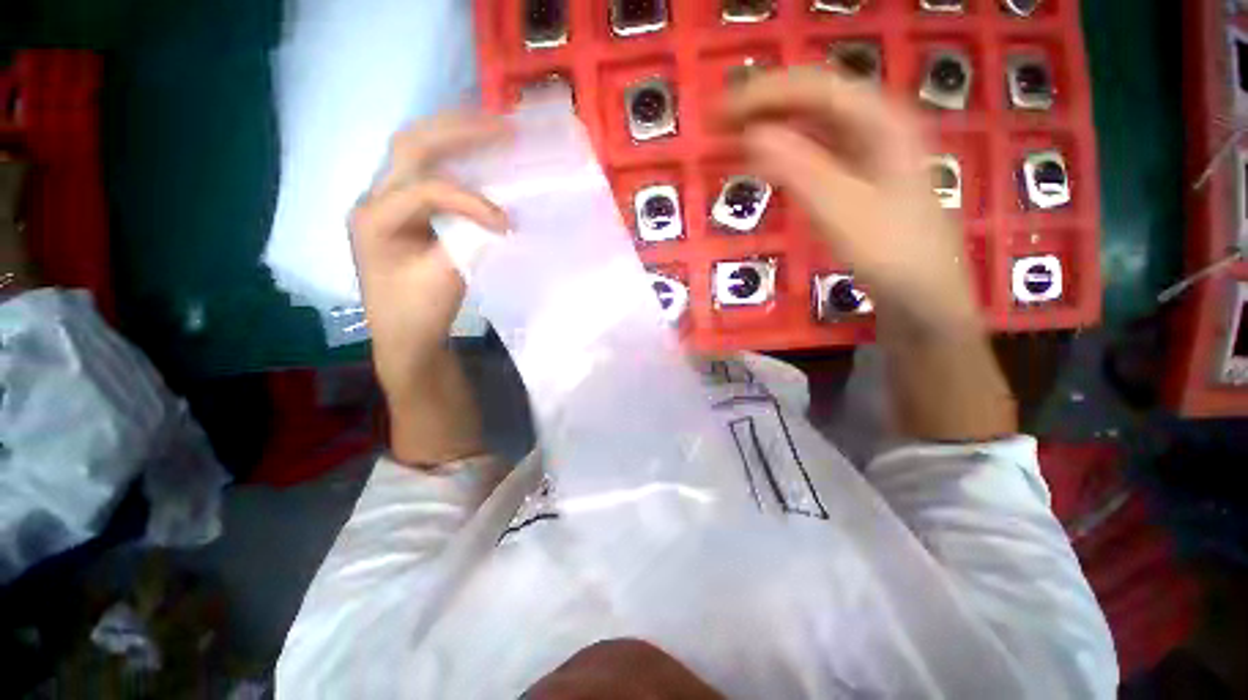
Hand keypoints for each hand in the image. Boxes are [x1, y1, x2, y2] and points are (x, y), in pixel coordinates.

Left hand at [350, 111, 508, 462]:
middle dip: (459, 132)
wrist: (404, 339)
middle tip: (503, 127)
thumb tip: (501, 217)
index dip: (469, 200)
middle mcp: (374, 200)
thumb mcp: (444, 281)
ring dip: (456, 139)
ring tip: (494, 131)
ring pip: (417, 154)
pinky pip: (430, 174)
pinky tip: (480, 160)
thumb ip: (469, 243)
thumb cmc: (417, 316)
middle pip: (412, 147)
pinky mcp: (405, 214)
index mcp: (374, 219)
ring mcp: (388, 203)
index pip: (426, 190)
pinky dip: (457, 162)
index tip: (505, 223)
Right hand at [722, 70, 1013, 440]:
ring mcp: (869, 153)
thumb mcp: (843, 211)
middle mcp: (878, 126)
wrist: (923, 298)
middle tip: (720, 122)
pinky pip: (814, 151)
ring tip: (733, 136)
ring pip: (813, 124)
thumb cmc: (891, 254)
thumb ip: (799, 170)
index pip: (816, 88)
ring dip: (772, 125)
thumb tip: (753, 135)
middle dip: (765, 105)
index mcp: (883, 121)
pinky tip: (764, 162)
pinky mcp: (858, 178)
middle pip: (814, 99)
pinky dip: (784, 152)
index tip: (721, 111)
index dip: (766, 93)